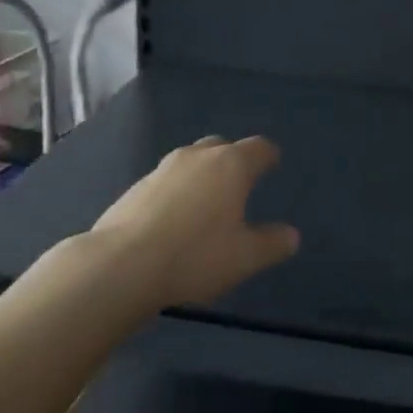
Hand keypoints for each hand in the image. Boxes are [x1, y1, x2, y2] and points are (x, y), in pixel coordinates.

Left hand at [87, 136, 300, 310]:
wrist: (121, 265)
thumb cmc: (194, 256)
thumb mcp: (244, 258)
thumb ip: (272, 244)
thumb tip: (292, 236)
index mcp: (231, 165)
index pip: (258, 148)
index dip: (268, 155)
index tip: (273, 162)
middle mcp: (199, 156)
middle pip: (222, 146)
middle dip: (233, 159)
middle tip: (239, 182)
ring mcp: (164, 168)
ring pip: (192, 159)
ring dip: (202, 173)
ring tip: (205, 199)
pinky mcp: (136, 186)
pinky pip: (167, 179)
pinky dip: (177, 189)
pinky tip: (174, 217)